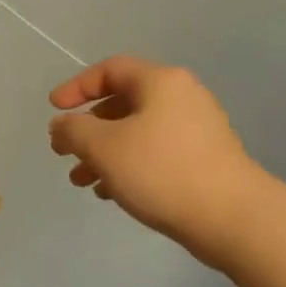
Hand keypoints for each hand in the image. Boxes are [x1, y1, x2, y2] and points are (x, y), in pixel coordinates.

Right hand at [48, 56, 265, 266]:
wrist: (232, 217)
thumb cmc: (162, 171)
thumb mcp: (104, 147)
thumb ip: (74, 131)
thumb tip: (62, 124)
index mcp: (160, 81)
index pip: (110, 69)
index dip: (77, 87)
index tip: (53, 110)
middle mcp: (181, 97)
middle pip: (123, 102)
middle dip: (88, 129)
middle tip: (65, 153)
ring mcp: (197, 129)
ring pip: (138, 132)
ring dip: (105, 153)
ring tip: (82, 182)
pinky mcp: (204, 159)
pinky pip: (156, 153)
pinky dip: (129, 166)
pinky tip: (112, 193)